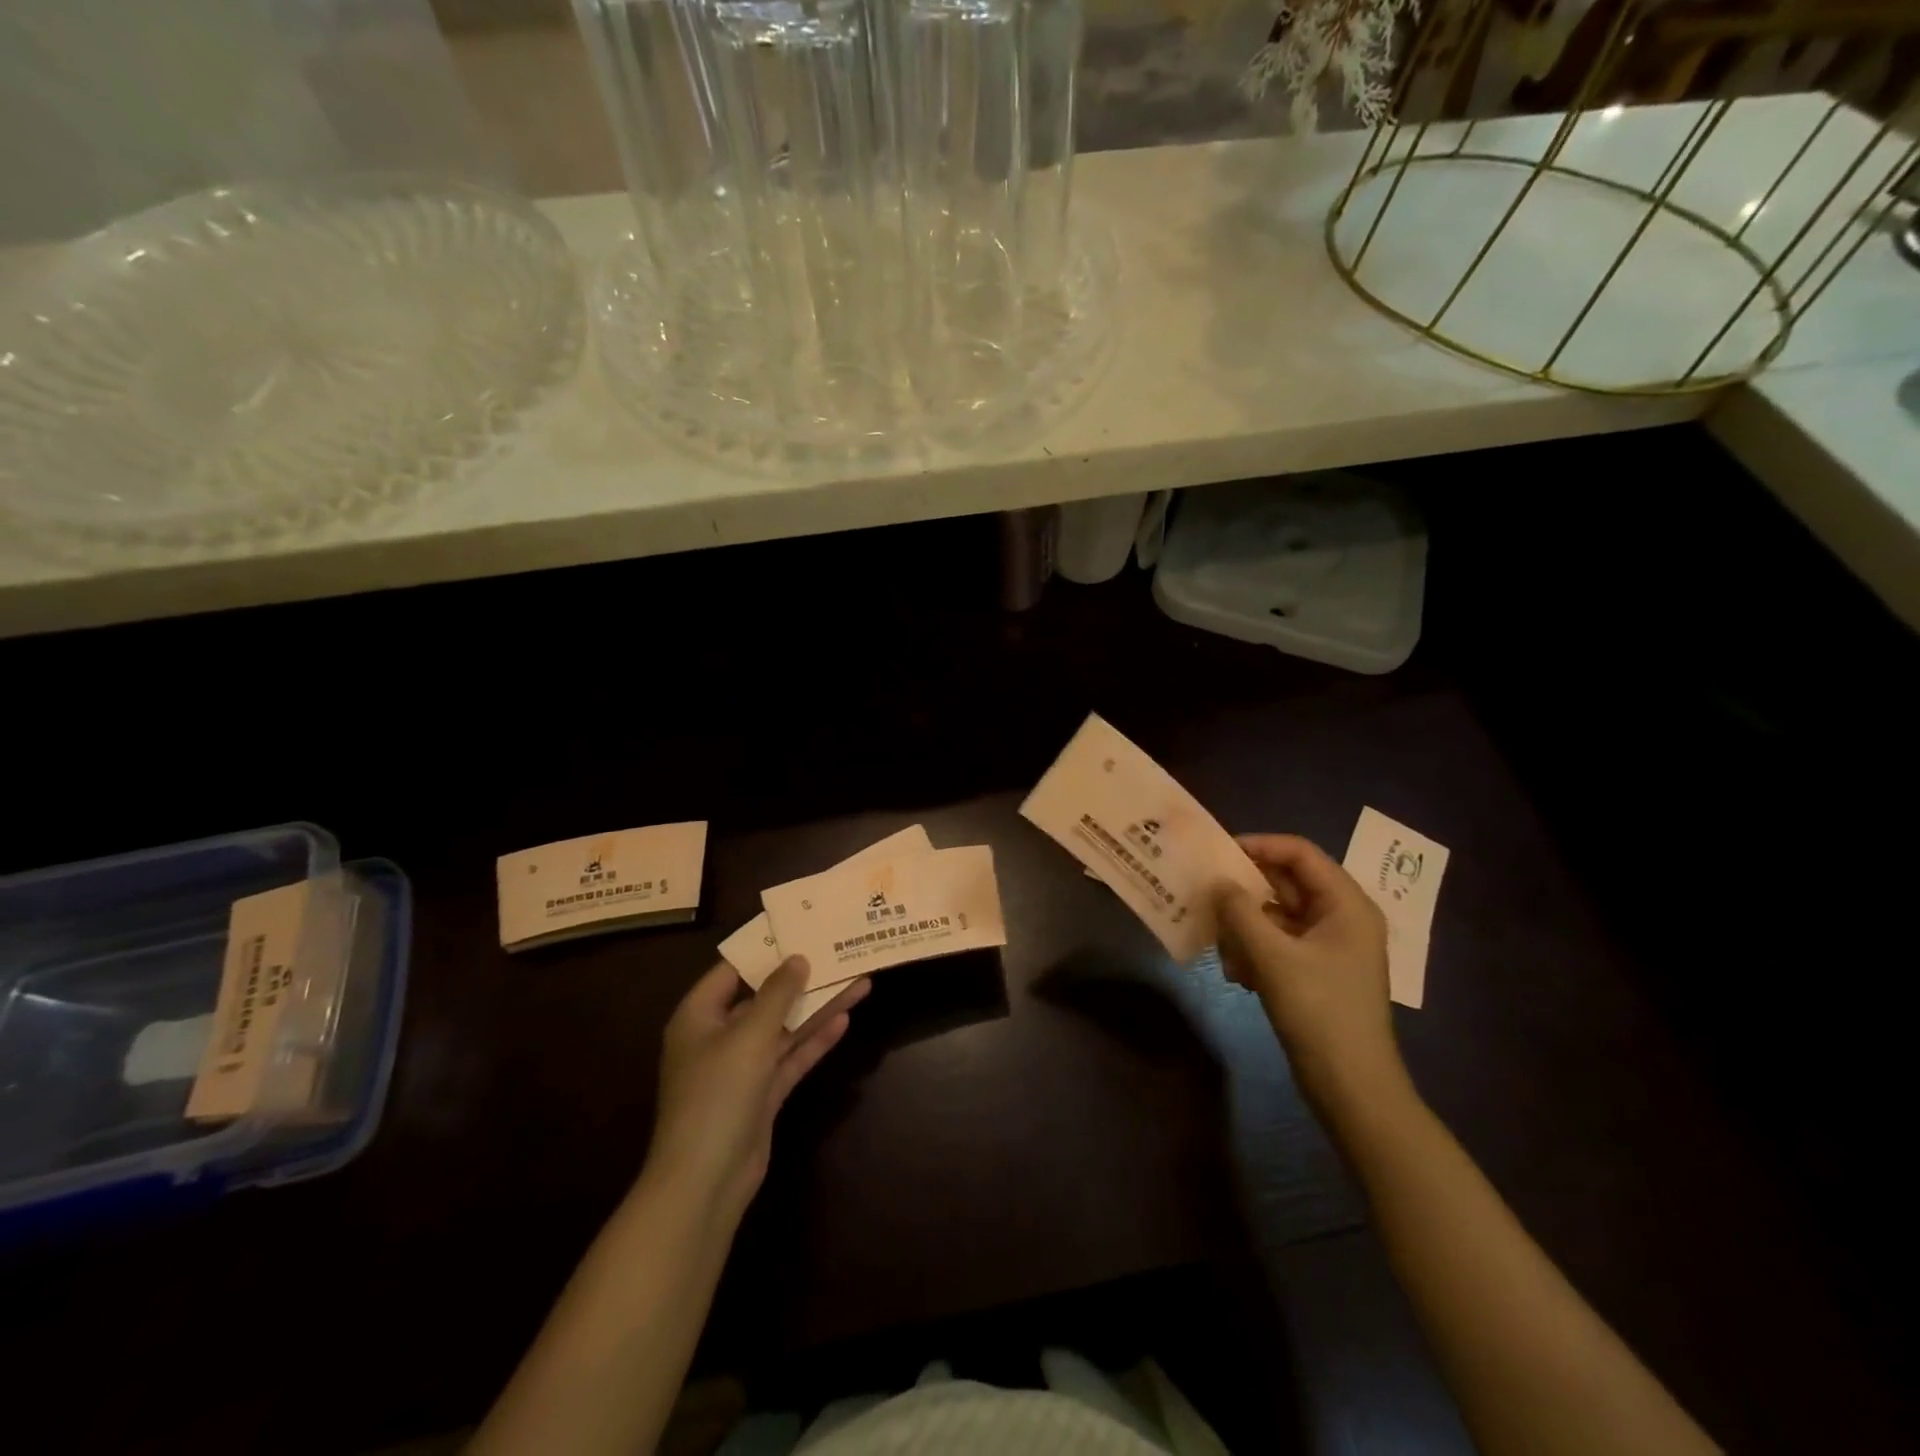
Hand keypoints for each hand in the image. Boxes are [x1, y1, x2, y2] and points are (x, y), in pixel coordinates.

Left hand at [646, 957, 867, 1219]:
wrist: (705, 1182)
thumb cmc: (717, 1095)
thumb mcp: (749, 1036)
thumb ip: (776, 994)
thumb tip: (797, 958)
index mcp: (699, 1016)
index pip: (732, 970)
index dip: (765, 949)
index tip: (800, 928)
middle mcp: (719, 1037)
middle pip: (764, 998)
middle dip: (802, 979)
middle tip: (838, 951)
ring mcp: (742, 1068)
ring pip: (784, 1028)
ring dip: (817, 1008)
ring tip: (858, 980)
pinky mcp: (762, 1094)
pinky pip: (791, 1057)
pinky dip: (815, 1040)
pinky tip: (845, 1019)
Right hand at [1216, 834, 1409, 1120]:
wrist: (1352, 1088)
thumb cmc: (1320, 1012)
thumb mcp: (1273, 957)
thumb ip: (1240, 912)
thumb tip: (1217, 883)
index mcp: (1346, 904)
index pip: (1299, 853)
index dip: (1258, 845)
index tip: (1217, 853)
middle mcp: (1341, 918)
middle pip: (1286, 883)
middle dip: (1246, 892)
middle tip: (1207, 896)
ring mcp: (1330, 947)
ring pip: (1277, 916)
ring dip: (1246, 927)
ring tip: (1224, 950)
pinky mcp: (1316, 972)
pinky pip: (1278, 944)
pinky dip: (1255, 951)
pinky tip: (1239, 976)